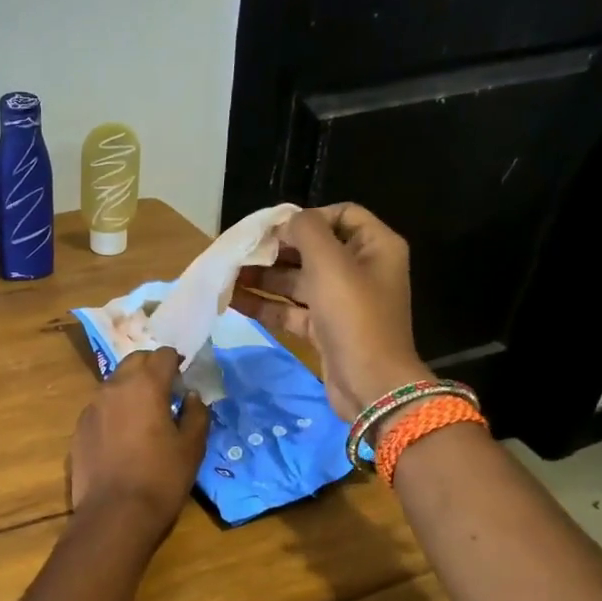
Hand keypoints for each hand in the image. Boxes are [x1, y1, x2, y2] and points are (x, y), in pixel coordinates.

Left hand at [69, 347, 209, 533]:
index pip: (162, 355)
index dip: (175, 361)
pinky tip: (123, 434)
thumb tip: (191, 396)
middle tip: (166, 389)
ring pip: (114, 383)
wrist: (114, 514)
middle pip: (134, 362)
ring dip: (130, 388)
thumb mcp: (192, 447)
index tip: (184, 375)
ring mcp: (92, 407)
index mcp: (145, 385)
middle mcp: (114, 387)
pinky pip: (100, 408)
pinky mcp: (79, 428)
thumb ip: (195, 414)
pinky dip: (114, 410)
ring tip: (144, 412)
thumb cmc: (161, 478)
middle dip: (151, 368)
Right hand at [230, 203, 428, 420]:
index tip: (273, 229)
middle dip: (275, 250)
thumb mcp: (331, 264)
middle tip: (240, 252)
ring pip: (296, 281)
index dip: (307, 217)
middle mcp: (359, 270)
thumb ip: (306, 231)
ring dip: (263, 278)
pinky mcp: (323, 330)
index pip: (340, 215)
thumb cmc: (355, 317)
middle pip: (312, 249)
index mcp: (374, 247)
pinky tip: (232, 301)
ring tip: (227, 276)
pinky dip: (264, 305)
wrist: (371, 385)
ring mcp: (340, 302)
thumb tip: (285, 222)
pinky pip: (289, 309)